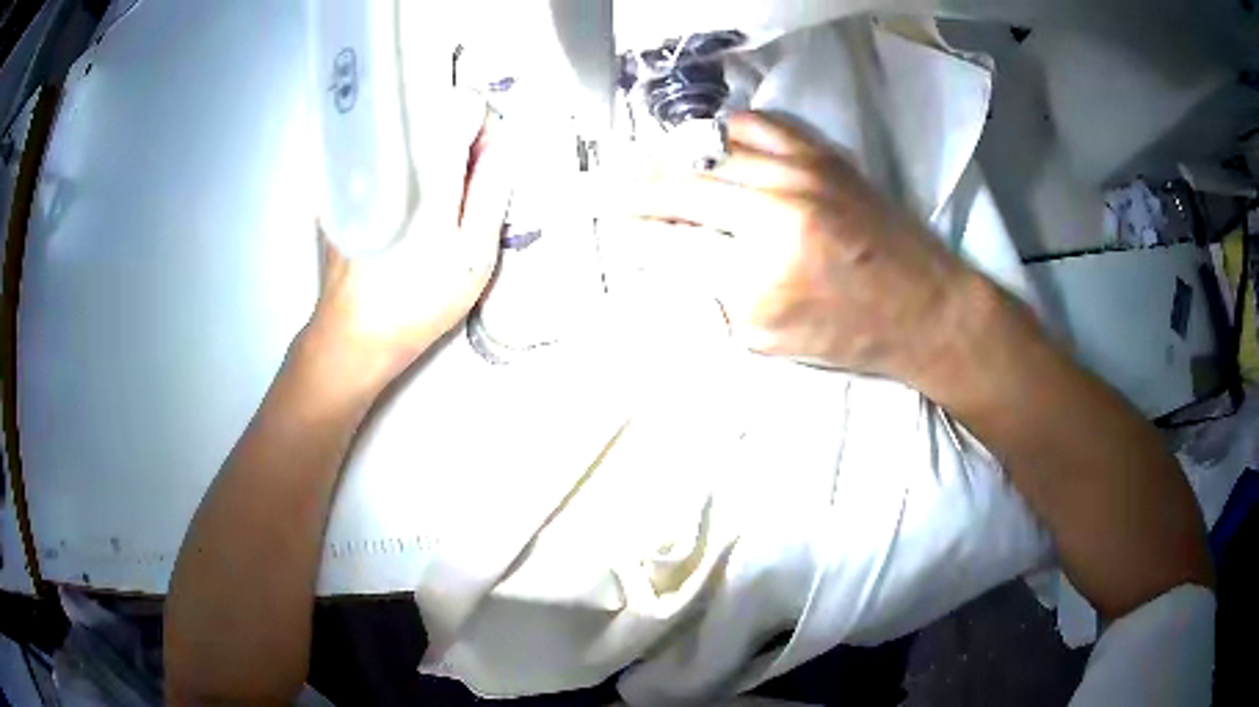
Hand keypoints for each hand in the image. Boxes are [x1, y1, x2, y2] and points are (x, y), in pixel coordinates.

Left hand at [298, 92, 513, 401]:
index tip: (485, 164)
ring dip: (430, 154)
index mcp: (426, 167)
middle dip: (457, 140)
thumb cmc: (417, 301)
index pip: (464, 102)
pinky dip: (403, 168)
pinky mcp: (342, 184)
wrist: (351, 335)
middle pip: (433, 110)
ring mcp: (359, 167)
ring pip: (408, 130)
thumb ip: (491, 189)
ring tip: (432, 208)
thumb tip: (501, 143)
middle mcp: (387, 155)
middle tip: (460, 193)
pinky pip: (383, 153)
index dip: (485, 126)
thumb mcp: (474, 254)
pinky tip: (403, 214)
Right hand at [627, 111, 978, 381]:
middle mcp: (778, 201)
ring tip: (658, 159)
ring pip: (721, 144)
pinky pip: (765, 124)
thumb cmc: (852, 335)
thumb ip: (717, 294)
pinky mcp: (826, 156)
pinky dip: (730, 129)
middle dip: (645, 183)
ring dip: (682, 153)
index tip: (609, 211)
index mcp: (765, 258)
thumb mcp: (772, 337)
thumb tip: (675, 256)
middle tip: (618, 184)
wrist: (927, 307)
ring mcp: (805, 169)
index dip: (637, 219)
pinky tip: (716, 141)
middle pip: (690, 180)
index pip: (677, 228)